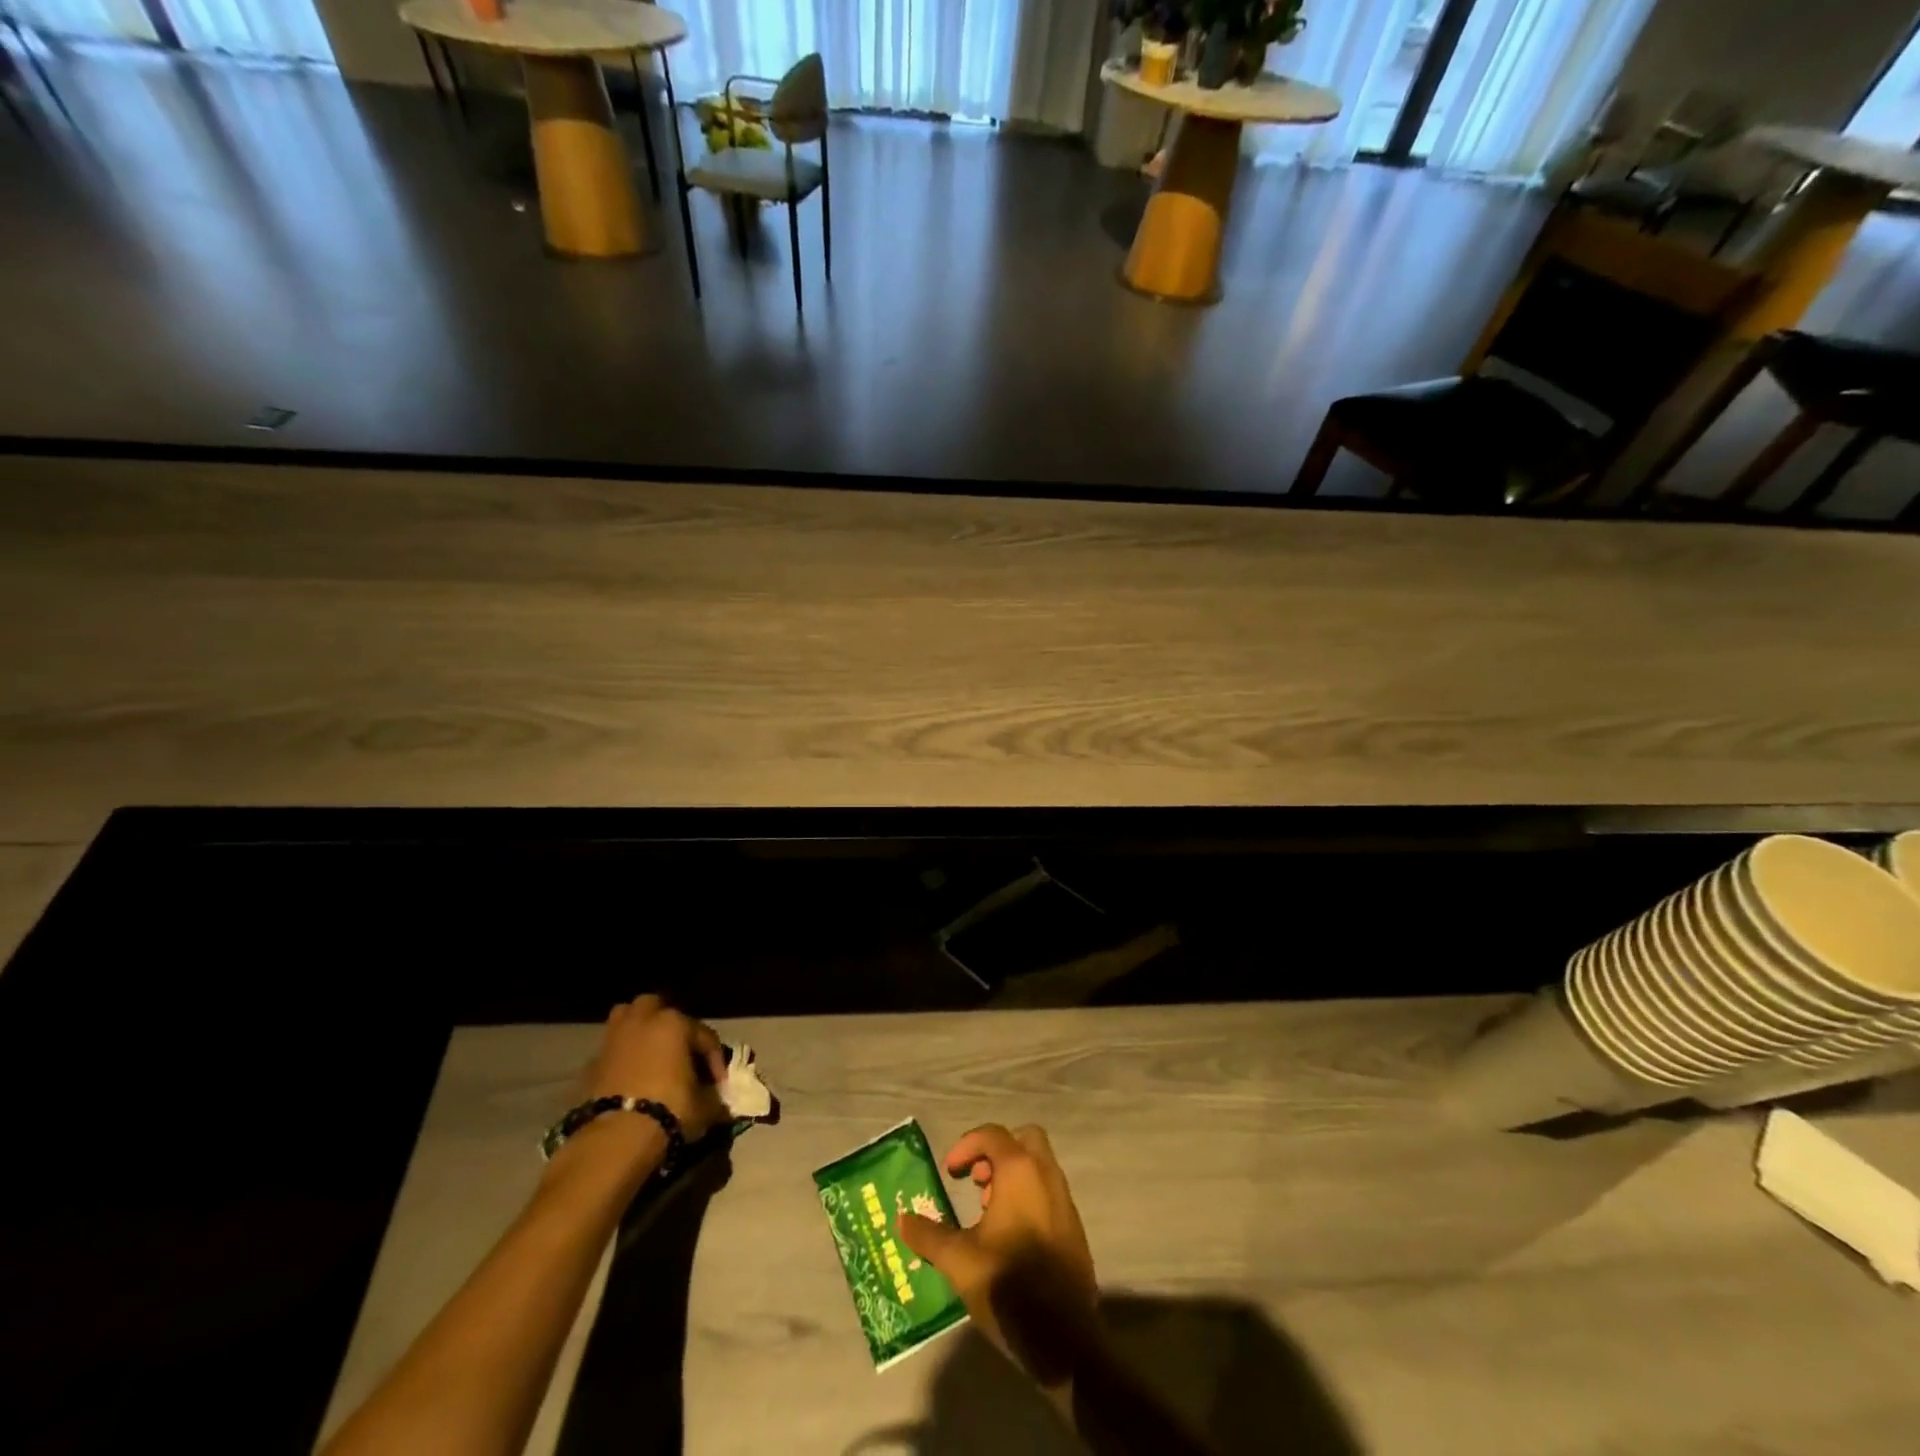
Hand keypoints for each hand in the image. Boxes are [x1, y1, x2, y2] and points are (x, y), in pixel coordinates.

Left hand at [582, 994, 729, 1141]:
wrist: (615, 1138)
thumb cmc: (669, 1110)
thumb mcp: (704, 1107)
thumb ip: (714, 1098)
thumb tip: (718, 1102)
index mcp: (675, 1023)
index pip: (705, 1035)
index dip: (715, 1059)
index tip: (719, 1084)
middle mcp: (642, 1021)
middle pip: (656, 1008)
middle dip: (669, 1025)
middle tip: (679, 1051)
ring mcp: (613, 1039)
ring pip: (627, 1020)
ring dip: (639, 1031)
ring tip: (651, 1055)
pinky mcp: (591, 1063)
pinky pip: (612, 1051)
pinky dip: (620, 1059)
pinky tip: (629, 1079)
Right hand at [898, 1123, 1098, 1388]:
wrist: (1062, 1337)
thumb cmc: (1007, 1285)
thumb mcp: (958, 1260)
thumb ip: (929, 1235)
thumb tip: (902, 1219)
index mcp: (1020, 1171)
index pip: (992, 1134)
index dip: (966, 1145)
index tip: (950, 1172)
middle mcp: (1047, 1176)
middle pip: (1024, 1139)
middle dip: (997, 1152)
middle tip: (977, 1181)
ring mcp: (1065, 1202)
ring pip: (1039, 1167)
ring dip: (1013, 1176)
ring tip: (987, 1213)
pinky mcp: (1074, 1229)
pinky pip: (1049, 1194)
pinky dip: (1028, 1198)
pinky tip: (1010, 1237)